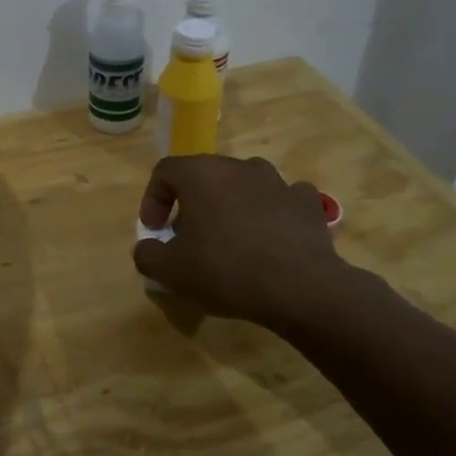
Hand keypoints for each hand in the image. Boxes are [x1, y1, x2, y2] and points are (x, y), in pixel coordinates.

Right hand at [133, 155, 370, 330]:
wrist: (301, 289)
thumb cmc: (226, 270)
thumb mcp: (171, 271)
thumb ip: (147, 254)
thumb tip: (147, 247)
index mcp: (200, 174)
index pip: (165, 172)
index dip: (153, 199)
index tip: (156, 230)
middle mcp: (237, 166)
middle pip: (204, 175)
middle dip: (191, 203)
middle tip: (189, 236)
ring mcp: (277, 181)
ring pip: (244, 184)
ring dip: (231, 205)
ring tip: (231, 238)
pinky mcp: (307, 202)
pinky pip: (281, 199)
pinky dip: (271, 212)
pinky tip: (270, 237)